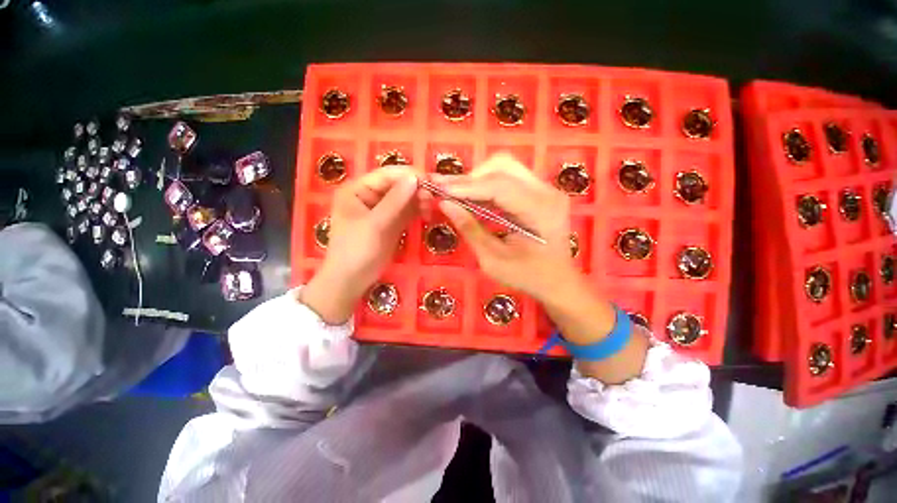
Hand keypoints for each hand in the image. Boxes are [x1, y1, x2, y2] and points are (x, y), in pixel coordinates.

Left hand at [301, 167, 421, 323]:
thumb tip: (414, 178)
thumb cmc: (356, 250)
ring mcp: (382, 209)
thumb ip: (395, 201)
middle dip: (416, 188)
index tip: (431, 181)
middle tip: (434, 197)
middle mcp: (370, 195)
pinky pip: (407, 211)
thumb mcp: (374, 225)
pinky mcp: (391, 222)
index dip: (409, 175)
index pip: (387, 174)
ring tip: (431, 207)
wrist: (351, 280)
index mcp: (357, 189)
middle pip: (398, 185)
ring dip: (419, 199)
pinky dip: (418, 210)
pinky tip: (428, 213)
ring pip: (405, 197)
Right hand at [437, 154, 582, 304]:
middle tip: (446, 191)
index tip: (438, 189)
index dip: (466, 186)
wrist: (558, 281)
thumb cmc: (527, 276)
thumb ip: (470, 229)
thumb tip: (445, 204)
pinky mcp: (539, 192)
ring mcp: (545, 189)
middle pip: (503, 166)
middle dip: (470, 178)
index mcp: (540, 210)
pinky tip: (471, 198)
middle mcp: (547, 191)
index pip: (499, 186)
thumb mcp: (493, 259)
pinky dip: (486, 186)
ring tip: (454, 193)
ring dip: (477, 180)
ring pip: (504, 168)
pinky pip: (508, 179)